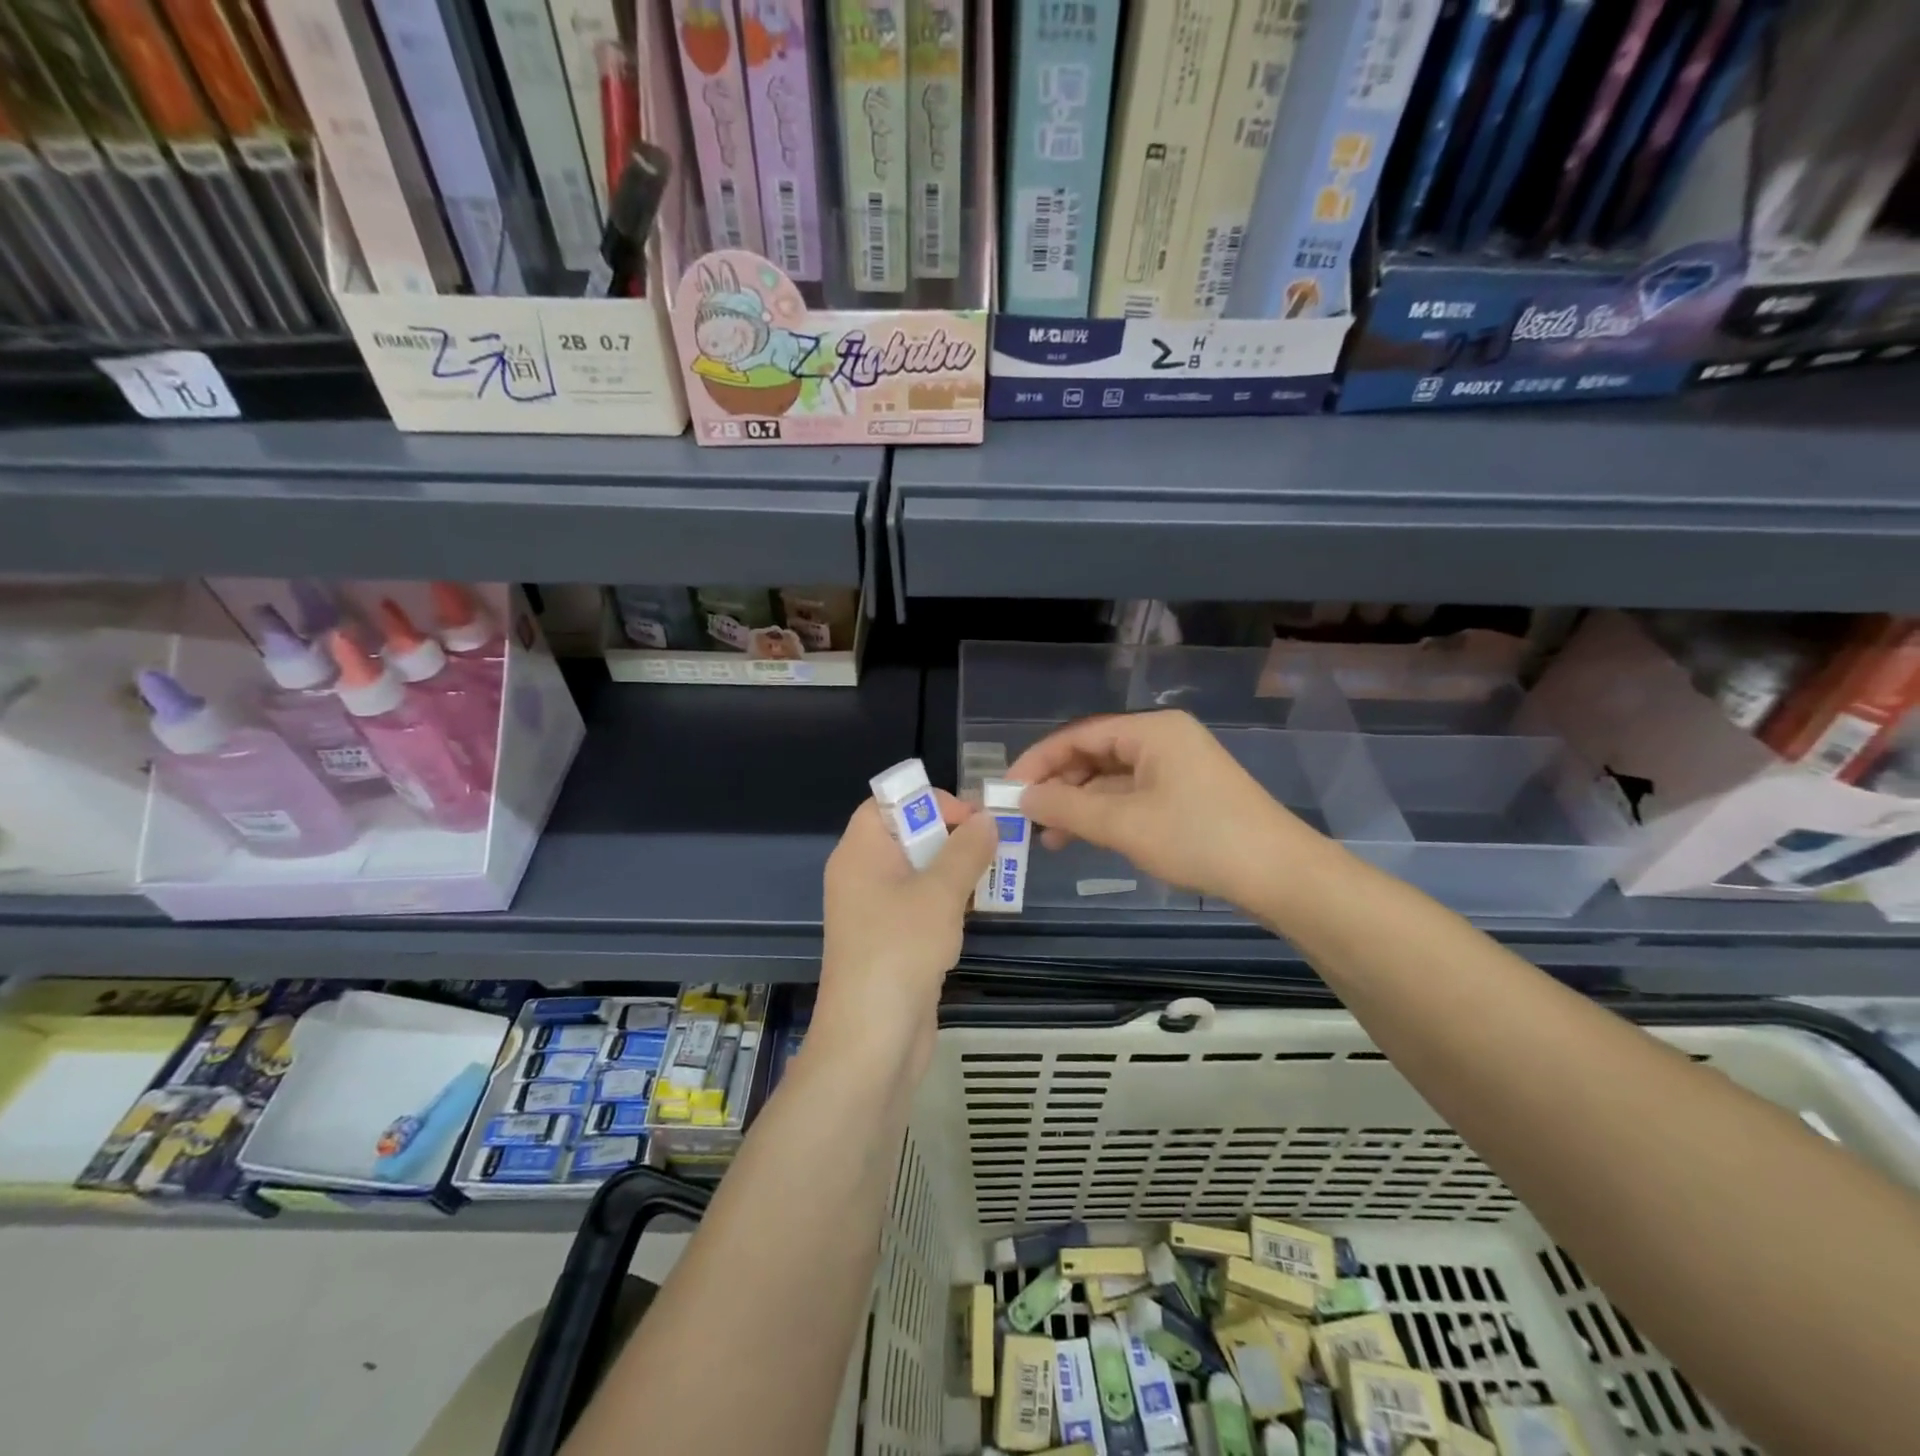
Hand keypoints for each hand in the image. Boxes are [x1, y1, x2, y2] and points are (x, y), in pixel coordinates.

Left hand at [816, 791, 996, 1085]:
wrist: (872, 1040)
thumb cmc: (900, 950)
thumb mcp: (940, 893)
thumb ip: (966, 850)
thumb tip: (987, 818)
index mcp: (860, 853)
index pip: (886, 805)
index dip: (927, 802)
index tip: (970, 817)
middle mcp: (861, 876)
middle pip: (905, 837)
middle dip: (951, 836)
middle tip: (995, 843)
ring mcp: (874, 912)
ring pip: (917, 874)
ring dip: (955, 870)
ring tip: (996, 874)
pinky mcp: (890, 943)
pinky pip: (919, 906)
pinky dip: (947, 902)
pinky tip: (977, 911)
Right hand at [1008, 710, 1322, 906]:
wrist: (1280, 875)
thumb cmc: (1199, 839)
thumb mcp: (1124, 824)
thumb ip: (1067, 808)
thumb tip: (1023, 799)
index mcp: (1152, 730)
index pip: (1078, 734)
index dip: (1038, 761)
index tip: (1008, 790)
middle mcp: (1163, 739)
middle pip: (1094, 754)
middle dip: (1058, 785)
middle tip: (1025, 818)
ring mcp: (1177, 767)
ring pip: (1111, 778)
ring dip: (1078, 805)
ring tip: (1047, 838)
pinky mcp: (1186, 794)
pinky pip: (1131, 796)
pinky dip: (1105, 815)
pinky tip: (1083, 838)